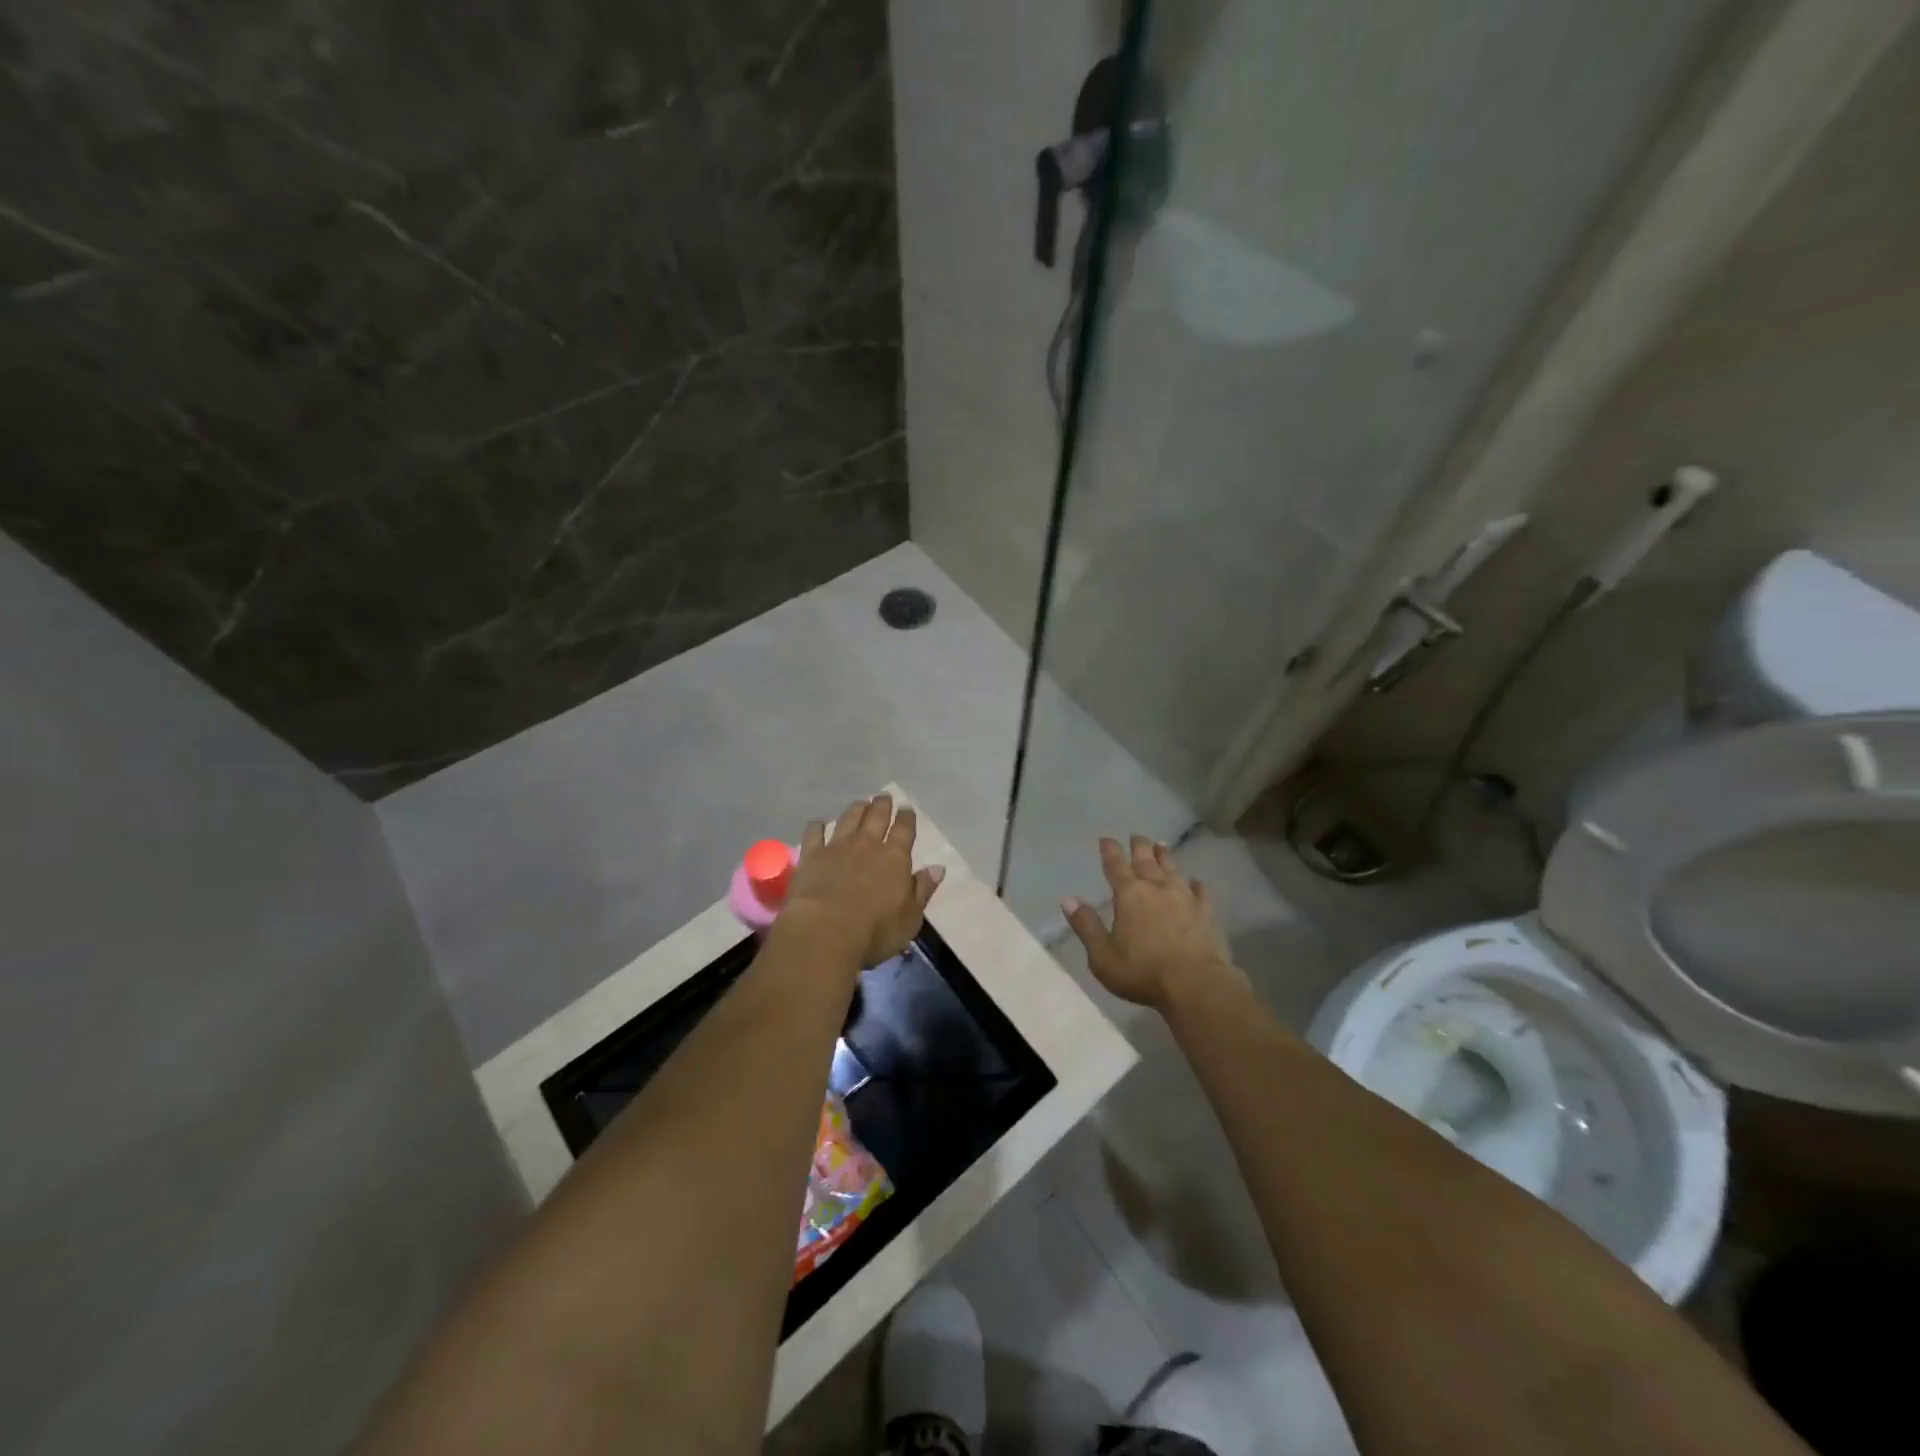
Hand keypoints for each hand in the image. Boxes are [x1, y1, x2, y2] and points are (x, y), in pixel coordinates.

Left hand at [784, 794, 944, 967]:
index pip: (904, 830)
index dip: (906, 818)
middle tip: (884, 797)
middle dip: (882, 805)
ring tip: (860, 803)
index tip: (907, 809)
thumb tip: (938, 868)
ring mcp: (837, 847)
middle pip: (876, 817)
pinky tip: (818, 823)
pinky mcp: (811, 855)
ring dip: (856, 809)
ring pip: (848, 819)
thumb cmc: (875, 931)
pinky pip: (814, 832)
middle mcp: (867, 845)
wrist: (825, 932)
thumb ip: (922, 890)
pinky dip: (817, 826)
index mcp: (895, 858)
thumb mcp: (910, 918)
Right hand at [1062, 836, 1237, 1009]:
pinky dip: (1197, 884)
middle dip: (1139, 847)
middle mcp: (1156, 889)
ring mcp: (1184, 899)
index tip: (1106, 839)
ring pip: (1172, 870)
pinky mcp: (1206, 913)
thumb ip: (1086, 926)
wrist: (1196, 985)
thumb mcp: (1102, 956)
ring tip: (1162, 845)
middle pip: (1146, 861)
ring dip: (1165, 857)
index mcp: (1129, 896)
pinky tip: (1196, 881)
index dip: (1110, 851)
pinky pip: (1200, 892)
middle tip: (1137, 835)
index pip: (1116, 866)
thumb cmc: (1143, 972)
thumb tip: (1068, 899)